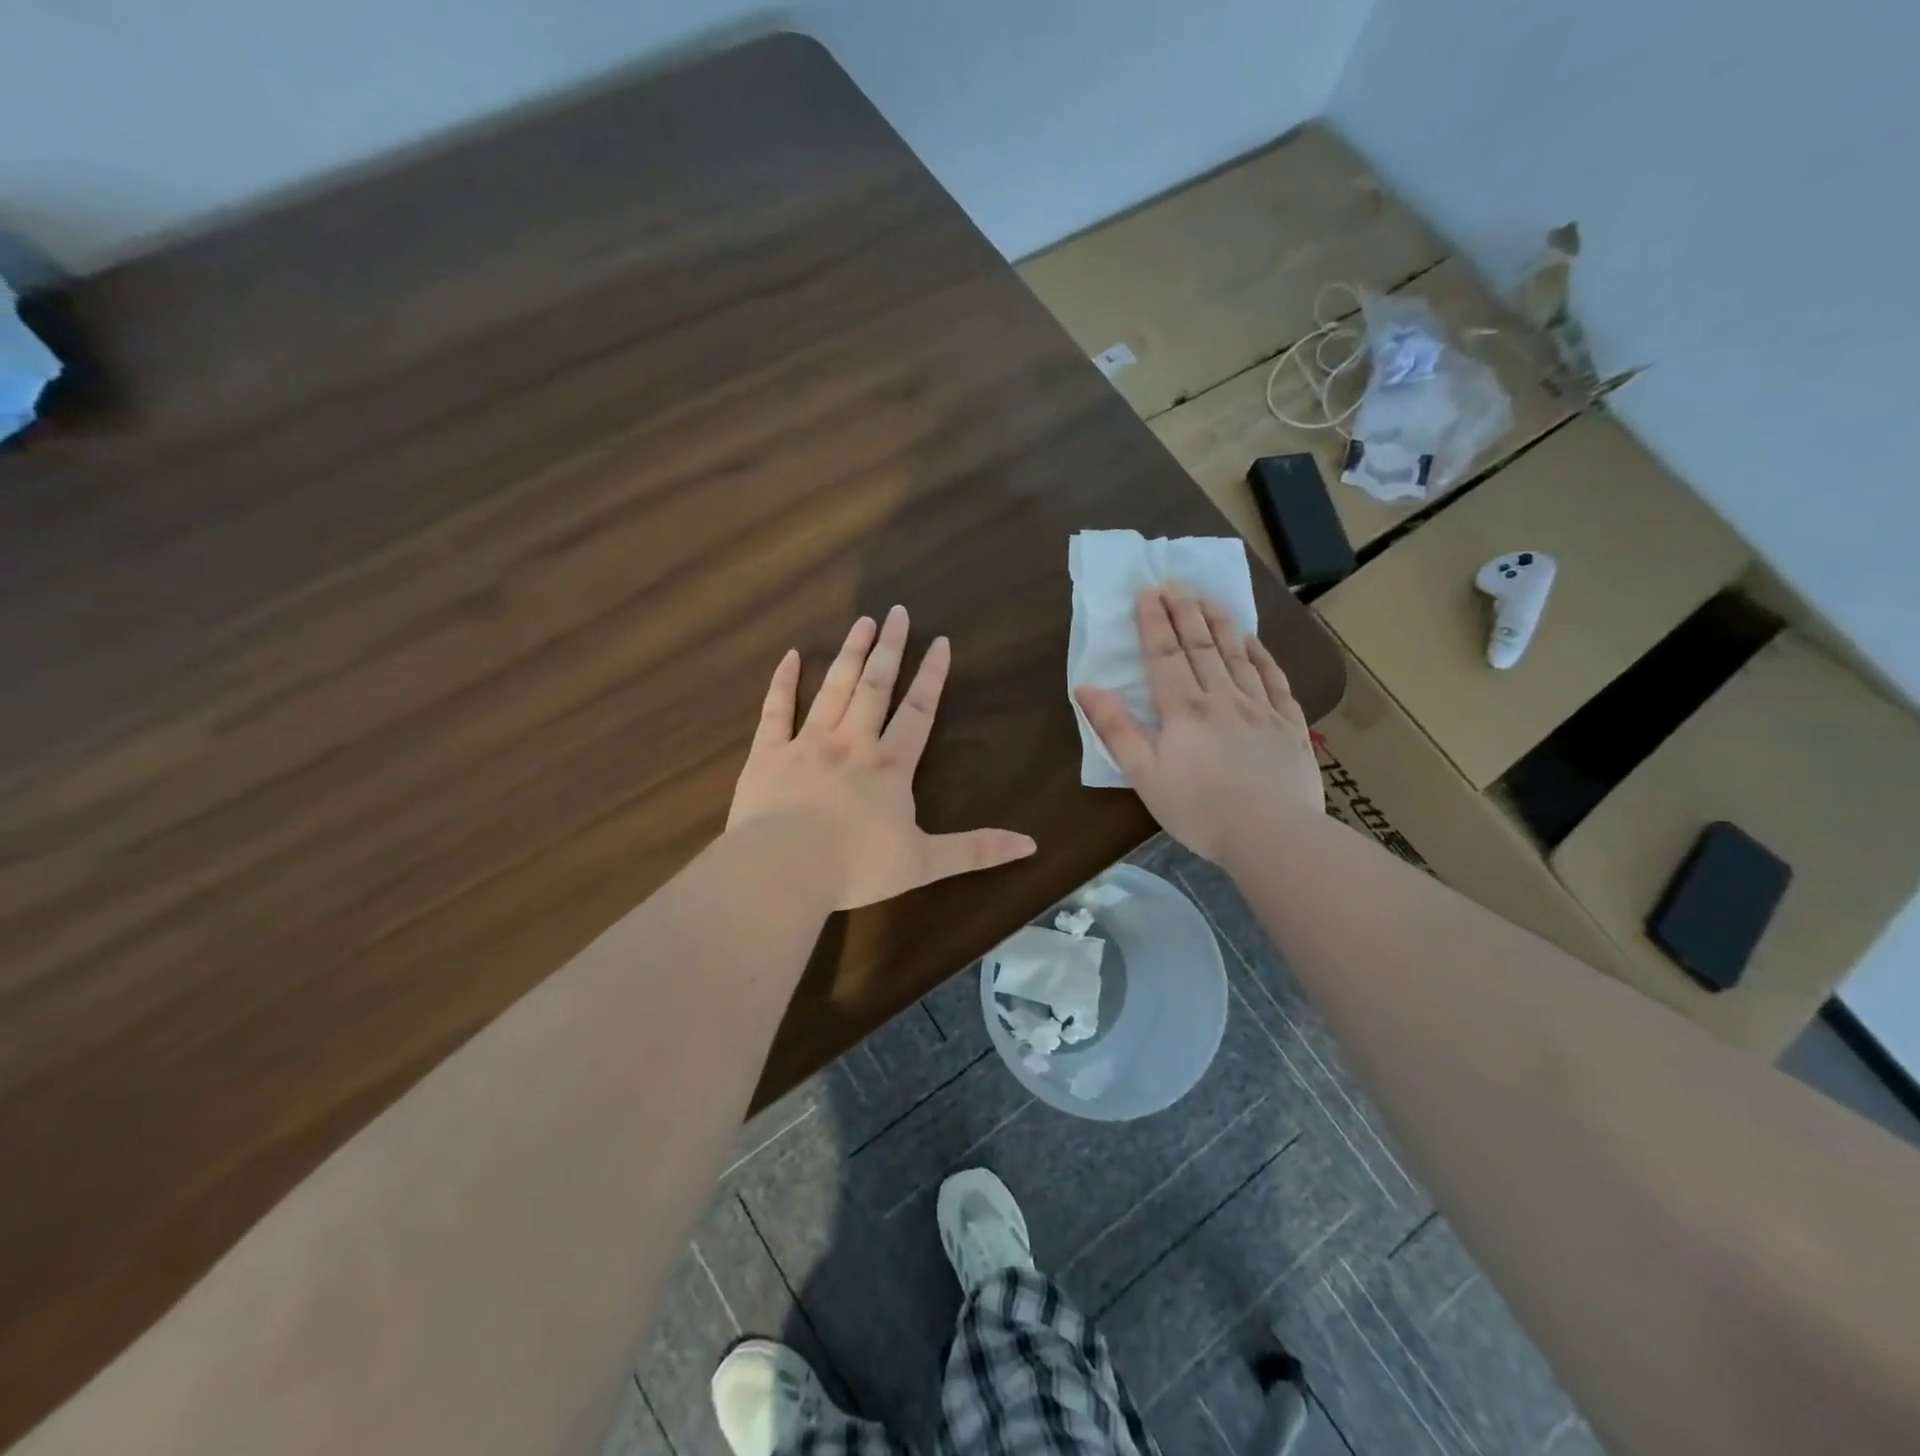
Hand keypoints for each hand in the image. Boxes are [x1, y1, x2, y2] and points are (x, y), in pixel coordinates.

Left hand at [729, 605, 1037, 909]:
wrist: (783, 871)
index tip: (940, 641)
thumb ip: (976, 851)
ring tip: (861, 621)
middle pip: (875, 686)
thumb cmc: (856, 867)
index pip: (917, 711)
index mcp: (890, 766)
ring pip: (832, 688)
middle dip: (889, 648)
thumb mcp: (925, 863)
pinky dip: (782, 682)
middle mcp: (852, 743)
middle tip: (897, 611)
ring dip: (849, 653)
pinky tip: (789, 656)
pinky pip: (775, 710)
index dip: (931, 676)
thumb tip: (1031, 845)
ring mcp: (807, 744)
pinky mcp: (768, 754)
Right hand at [1075, 586, 1323, 863]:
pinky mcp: (1289, 725)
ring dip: (1221, 623)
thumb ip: (1116, 729)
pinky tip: (1255, 642)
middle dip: (1185, 611)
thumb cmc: (1199, 811)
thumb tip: (1086, 688)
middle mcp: (1222, 697)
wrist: (1273, 836)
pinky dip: (1263, 656)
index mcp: (1183, 709)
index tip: (1147, 592)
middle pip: (1201, 645)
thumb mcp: (1145, 776)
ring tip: (1209, 598)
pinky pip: (1275, 679)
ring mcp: (1260, 708)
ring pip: (1239, 654)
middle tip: (1175, 583)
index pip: (1165, 654)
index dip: (1154, 621)